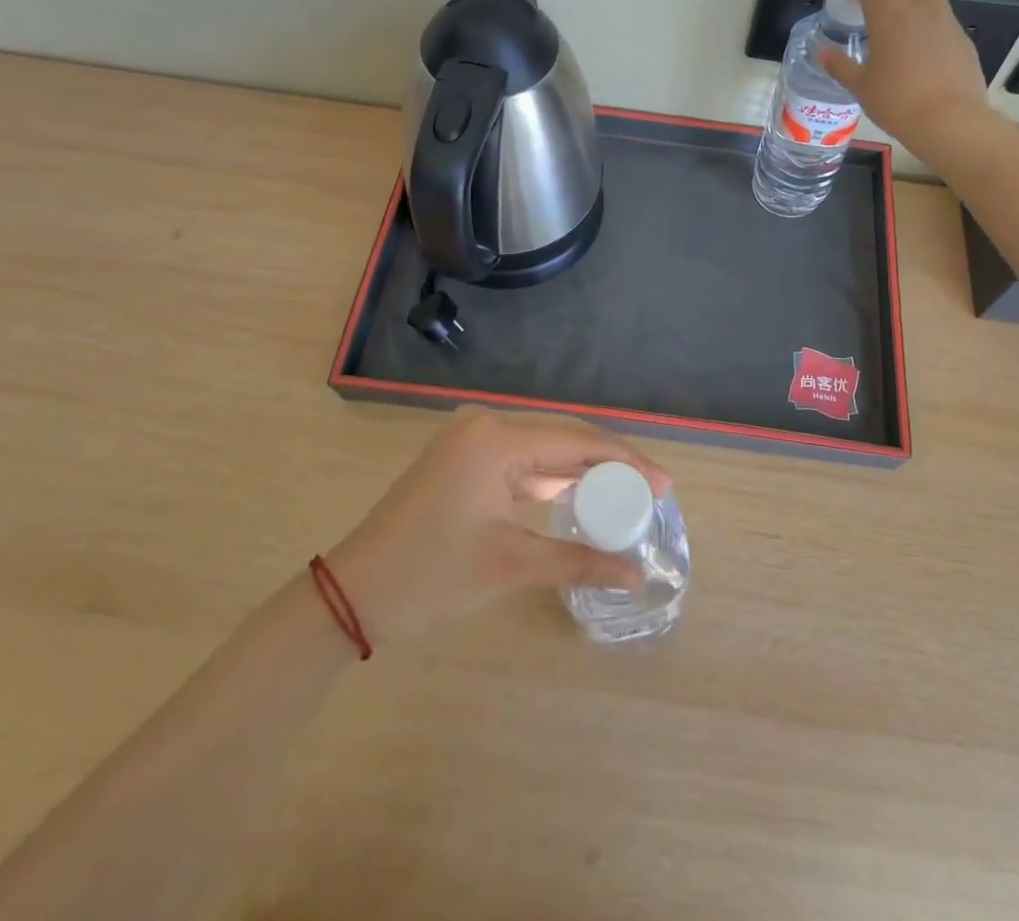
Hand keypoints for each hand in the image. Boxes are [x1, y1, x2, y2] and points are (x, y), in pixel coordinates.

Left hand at [326, 407, 671, 645]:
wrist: (353, 594)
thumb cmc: (430, 575)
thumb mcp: (510, 566)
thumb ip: (578, 561)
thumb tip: (636, 576)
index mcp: (496, 437)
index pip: (577, 441)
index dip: (626, 461)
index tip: (665, 485)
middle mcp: (487, 424)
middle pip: (564, 437)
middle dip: (611, 463)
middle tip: (653, 491)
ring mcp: (473, 440)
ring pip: (545, 448)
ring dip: (584, 470)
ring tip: (628, 493)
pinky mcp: (466, 459)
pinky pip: (523, 461)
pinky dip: (554, 478)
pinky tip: (583, 494)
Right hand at [819, 0, 997, 162]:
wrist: (951, 122)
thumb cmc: (898, 103)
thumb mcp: (860, 86)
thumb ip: (840, 65)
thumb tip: (823, 53)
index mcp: (887, 10)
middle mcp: (917, 1)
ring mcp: (943, 14)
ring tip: (891, 5)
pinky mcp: (959, 31)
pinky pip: (938, 6)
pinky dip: (921, 8)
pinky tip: (913, 37)